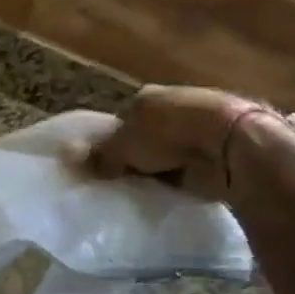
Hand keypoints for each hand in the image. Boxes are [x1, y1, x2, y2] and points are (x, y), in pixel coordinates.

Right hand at [84, 84, 294, 201]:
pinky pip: (190, 169)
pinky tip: (174, 195)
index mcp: (148, 98)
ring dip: (163, 169)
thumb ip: (99, 155)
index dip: (114, 144)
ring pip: (170, 153)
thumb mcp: (124, 146)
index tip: (107, 168)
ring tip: (146, 194)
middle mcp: (173, 108)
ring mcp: (199, 129)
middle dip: (139, 157)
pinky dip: (183, 180)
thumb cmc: (168, 133)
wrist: (228, 142)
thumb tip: (66, 158)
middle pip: (147, 136)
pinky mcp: (218, 152)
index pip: (123, 121)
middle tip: (123, 184)